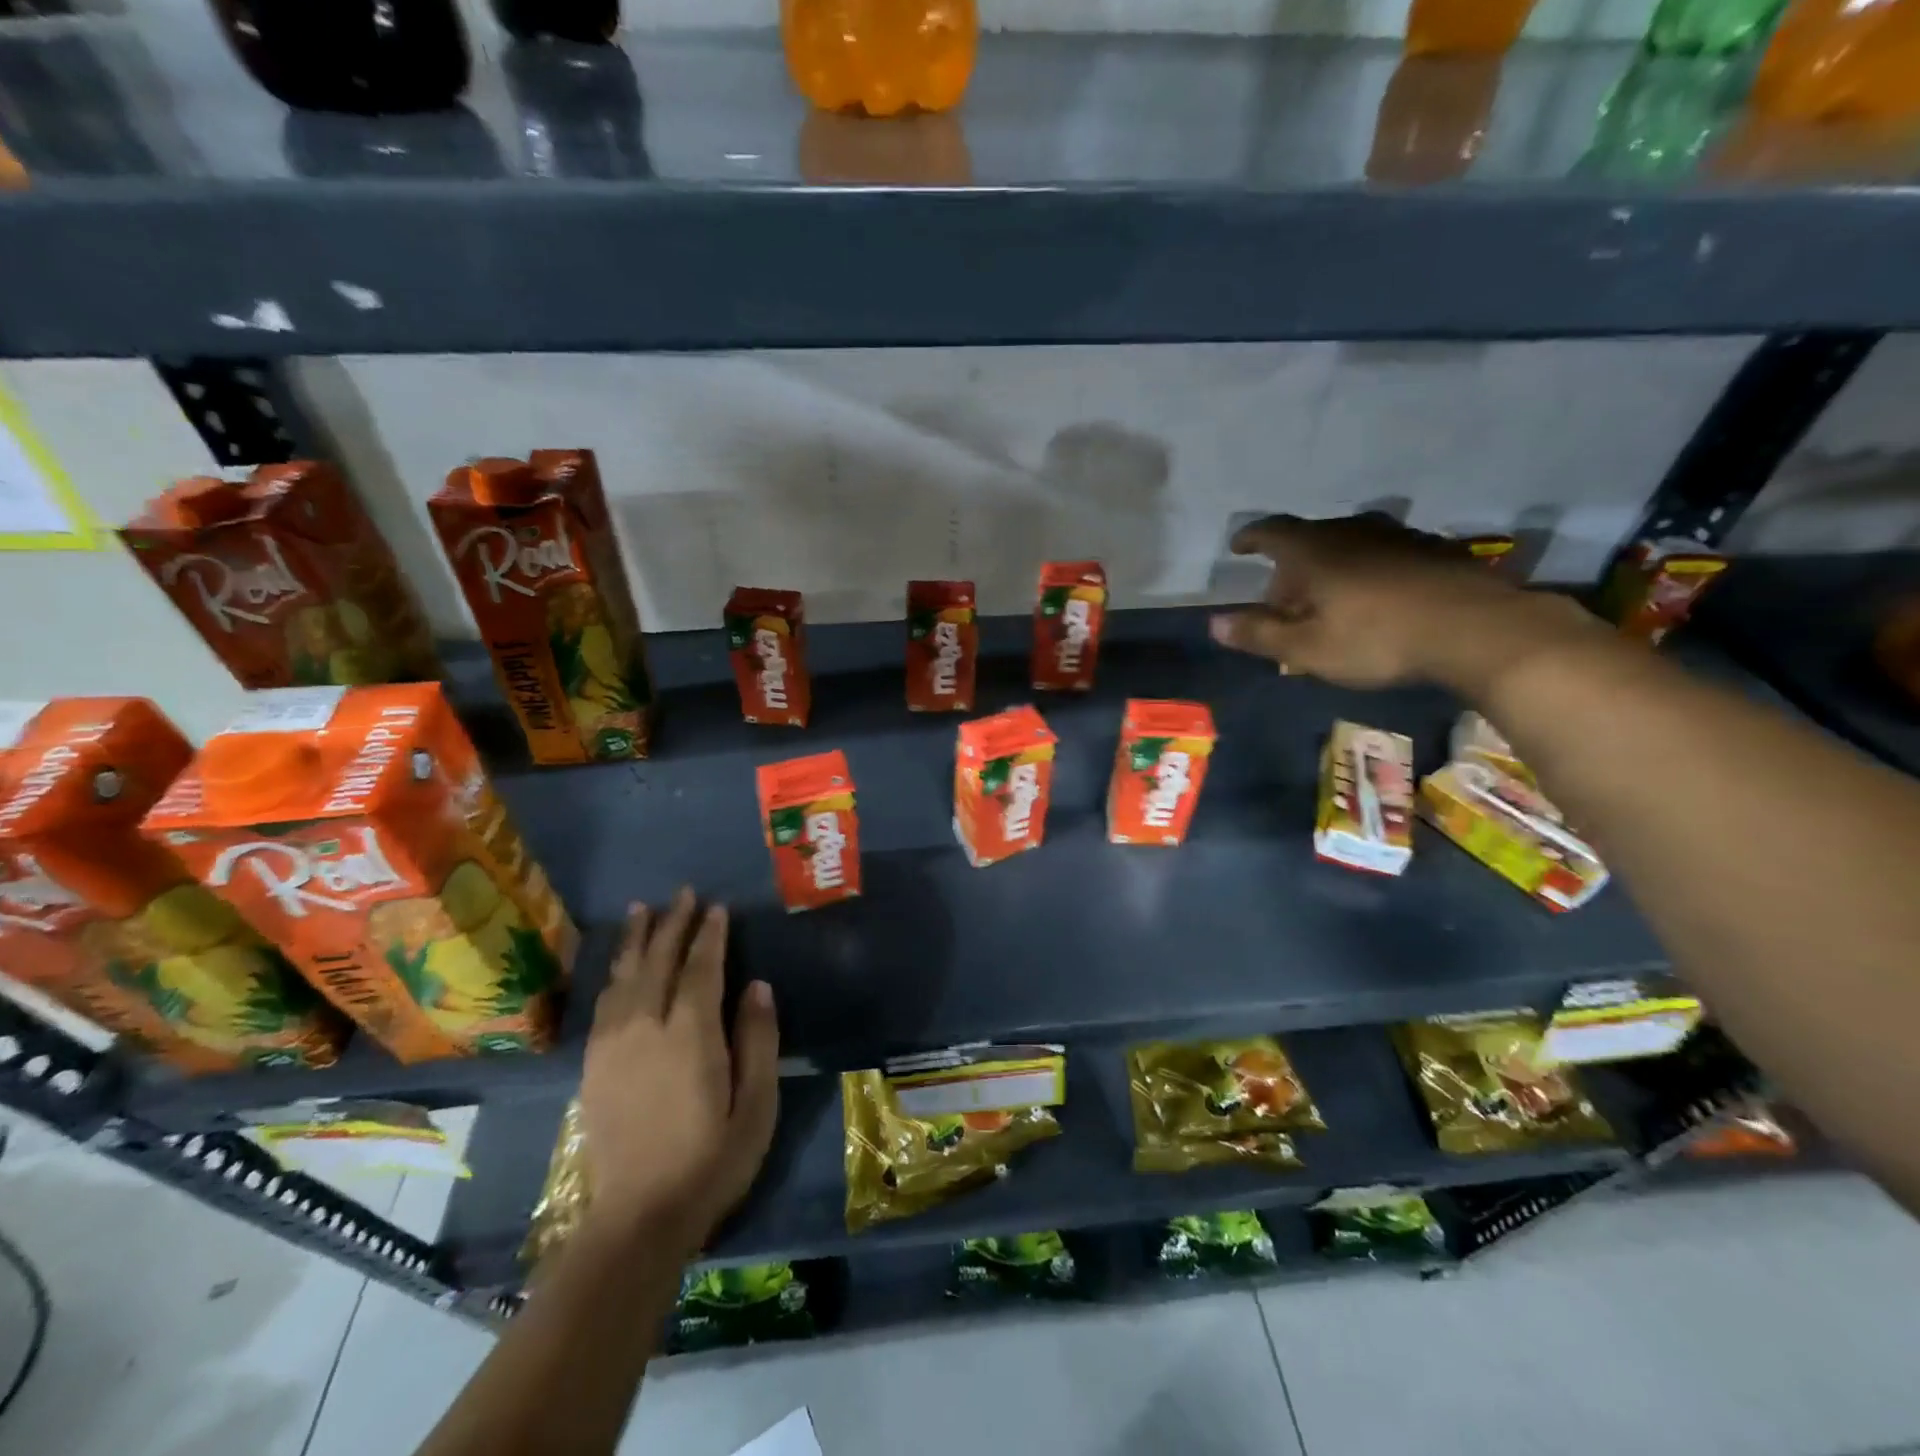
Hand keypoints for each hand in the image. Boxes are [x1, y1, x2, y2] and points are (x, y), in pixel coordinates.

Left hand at [577, 888, 779, 1252]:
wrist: (638, 1219)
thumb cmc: (711, 1161)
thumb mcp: (756, 1105)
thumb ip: (758, 1040)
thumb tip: (757, 986)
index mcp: (691, 1035)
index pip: (701, 968)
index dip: (710, 935)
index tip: (717, 908)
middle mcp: (647, 1028)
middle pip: (659, 962)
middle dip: (673, 924)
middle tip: (683, 893)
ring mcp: (614, 1046)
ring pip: (625, 976)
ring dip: (637, 940)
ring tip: (643, 910)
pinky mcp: (594, 1065)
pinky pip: (604, 1003)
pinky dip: (613, 973)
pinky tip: (619, 965)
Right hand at [1208, 513, 1584, 690]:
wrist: (1478, 629)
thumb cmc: (1377, 638)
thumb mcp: (1307, 648)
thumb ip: (1259, 633)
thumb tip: (1215, 623)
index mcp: (1314, 550)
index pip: (1271, 532)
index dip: (1250, 538)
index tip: (1238, 547)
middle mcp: (1352, 532)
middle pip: (1308, 541)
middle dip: (1289, 568)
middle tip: (1282, 600)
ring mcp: (1397, 537)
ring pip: (1347, 547)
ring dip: (1328, 570)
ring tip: (1326, 603)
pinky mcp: (1432, 551)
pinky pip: (1381, 556)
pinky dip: (1364, 573)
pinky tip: (1373, 601)